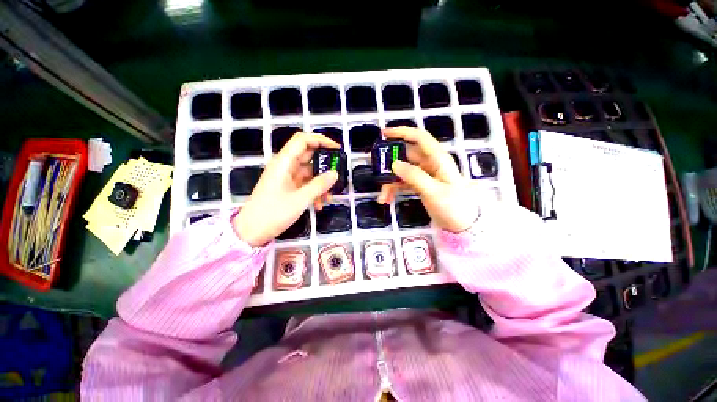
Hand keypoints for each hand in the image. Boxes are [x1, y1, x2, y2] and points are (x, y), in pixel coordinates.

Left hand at [234, 132, 338, 245]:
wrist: (252, 232)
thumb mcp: (300, 199)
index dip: (321, 140)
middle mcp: (285, 166)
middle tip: (338, 175)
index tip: (337, 149)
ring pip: (310, 173)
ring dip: (321, 183)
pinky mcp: (289, 187)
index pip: (303, 140)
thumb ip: (319, 185)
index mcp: (284, 162)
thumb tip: (335, 174)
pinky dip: (315, 191)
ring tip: (329, 198)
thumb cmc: (273, 213)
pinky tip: (319, 205)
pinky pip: (306, 184)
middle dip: (325, 166)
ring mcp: (287, 177)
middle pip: (309, 156)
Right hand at [378, 127, 479, 232]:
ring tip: (382, 197)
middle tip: (376, 169)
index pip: (419, 138)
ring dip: (390, 182)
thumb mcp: (434, 192)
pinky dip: (394, 189)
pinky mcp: (421, 186)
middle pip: (406, 156)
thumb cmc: (453, 207)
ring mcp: (425, 175)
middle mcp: (430, 164)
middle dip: (390, 162)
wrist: (464, 226)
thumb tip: (394, 164)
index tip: (383, 134)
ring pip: (402, 171)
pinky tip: (387, 199)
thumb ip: (414, 176)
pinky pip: (404, 183)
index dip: (401, 132)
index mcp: (438, 159)